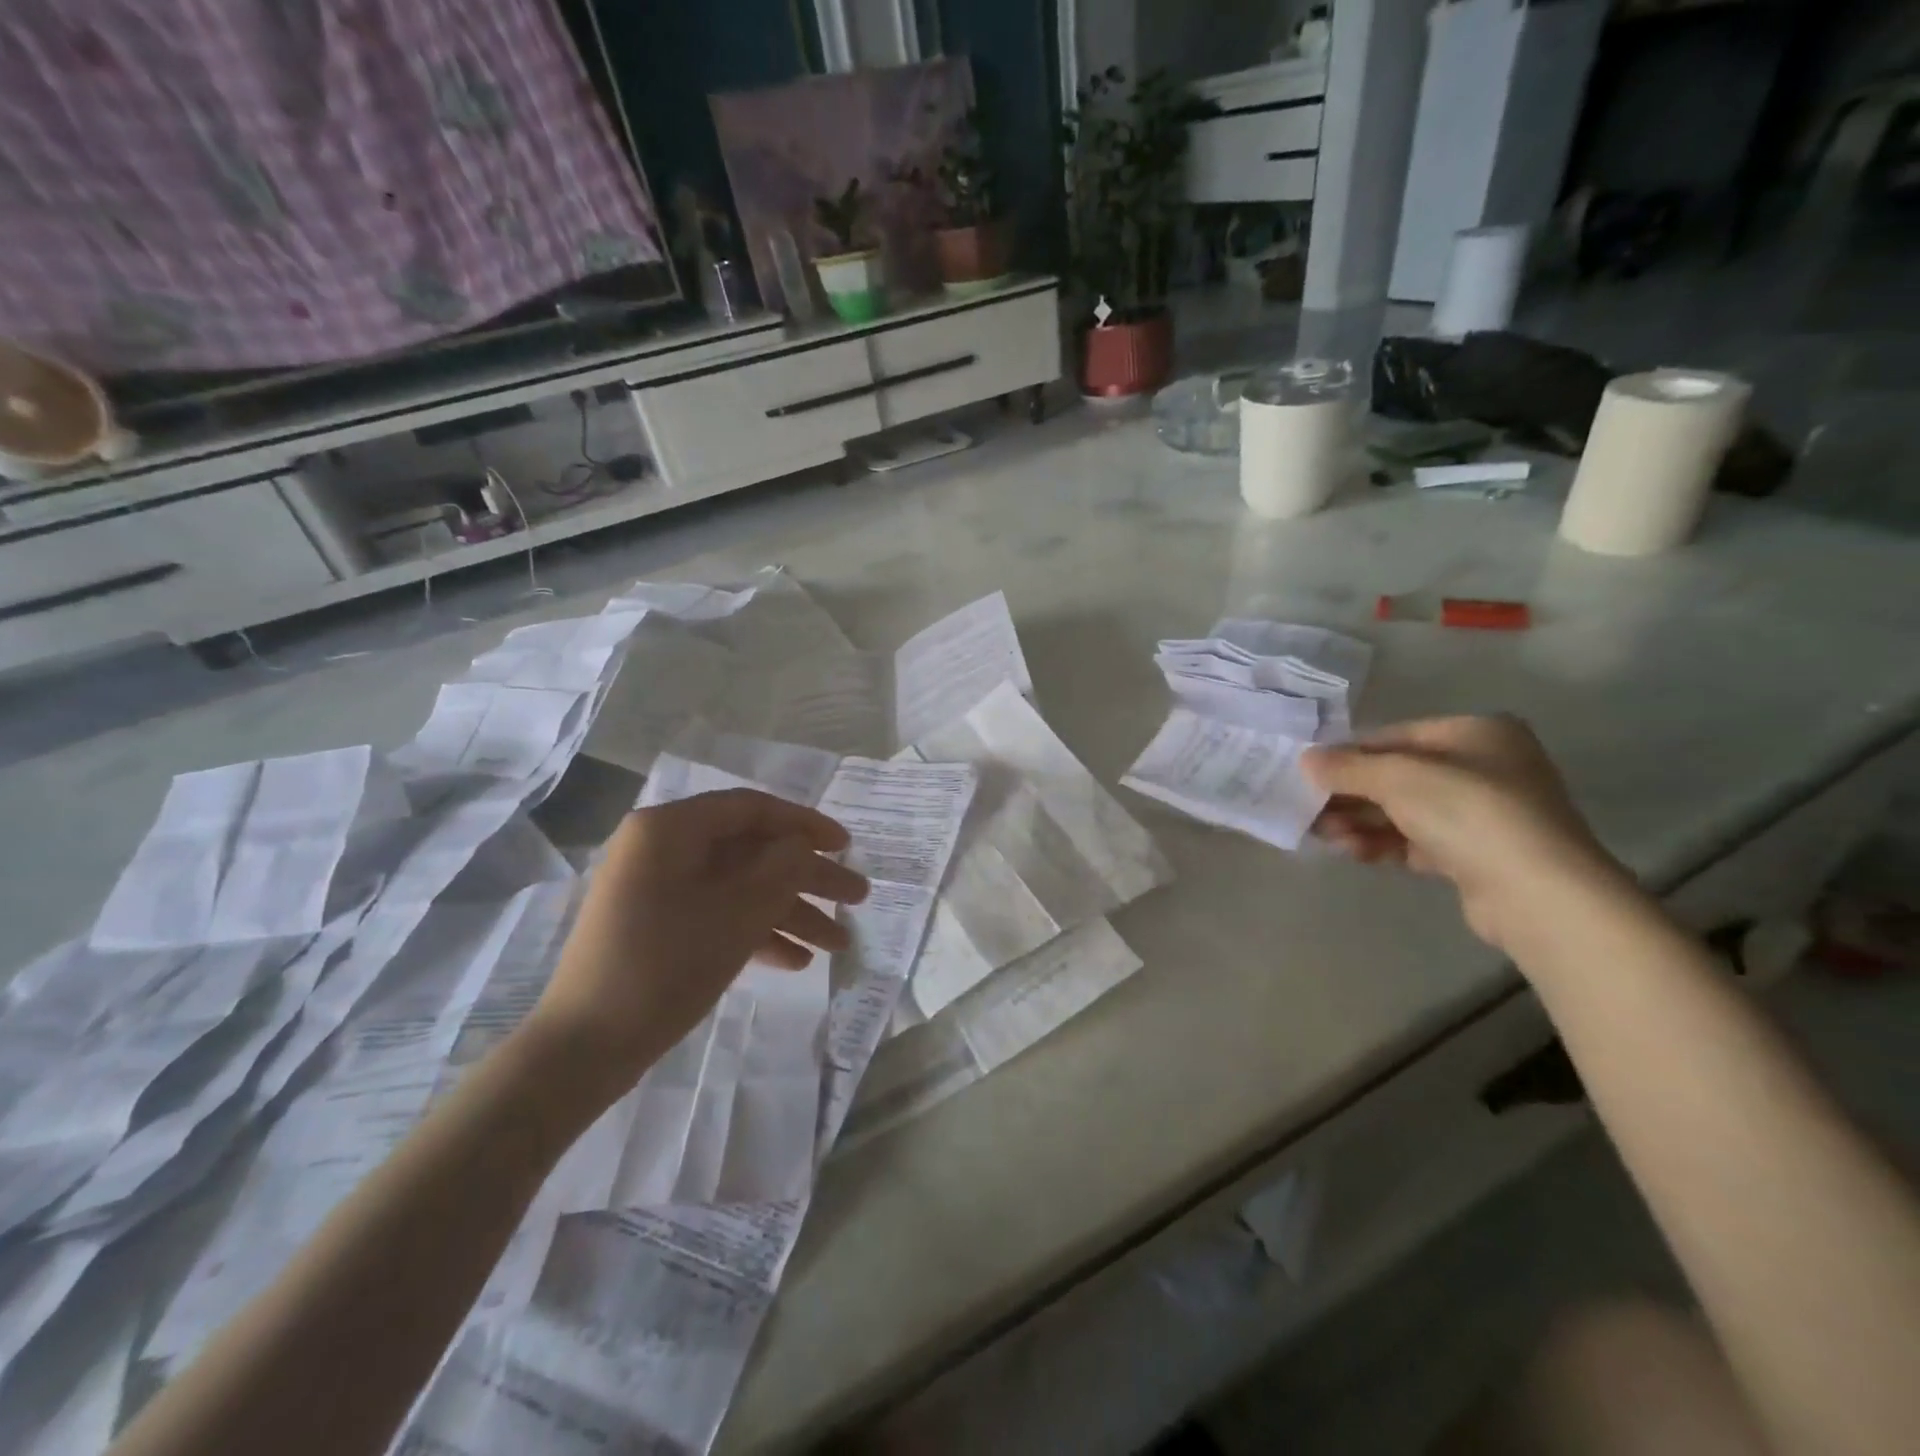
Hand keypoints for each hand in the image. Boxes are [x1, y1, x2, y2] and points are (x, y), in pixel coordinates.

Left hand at [525, 789, 868, 1100]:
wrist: (585, 1048)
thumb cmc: (665, 963)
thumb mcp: (737, 911)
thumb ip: (782, 867)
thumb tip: (803, 846)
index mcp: (670, 829)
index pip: (751, 809)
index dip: (805, 824)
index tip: (846, 846)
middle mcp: (662, 850)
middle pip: (752, 852)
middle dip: (808, 878)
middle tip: (857, 897)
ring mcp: (659, 891)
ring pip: (740, 888)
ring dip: (790, 913)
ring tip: (840, 944)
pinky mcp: (659, 927)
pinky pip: (718, 915)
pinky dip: (757, 932)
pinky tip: (798, 961)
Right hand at [1301, 715, 1625, 952]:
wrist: (1538, 894)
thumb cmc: (1469, 813)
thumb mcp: (1398, 778)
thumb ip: (1347, 767)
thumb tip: (1306, 759)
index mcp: (1474, 733)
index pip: (1394, 737)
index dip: (1348, 755)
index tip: (1308, 775)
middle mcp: (1482, 767)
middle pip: (1396, 776)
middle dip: (1350, 794)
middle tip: (1307, 810)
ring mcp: (1481, 814)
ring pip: (1403, 811)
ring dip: (1360, 821)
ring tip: (1323, 835)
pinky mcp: (1475, 855)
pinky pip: (1416, 841)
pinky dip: (1382, 844)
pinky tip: (1352, 851)